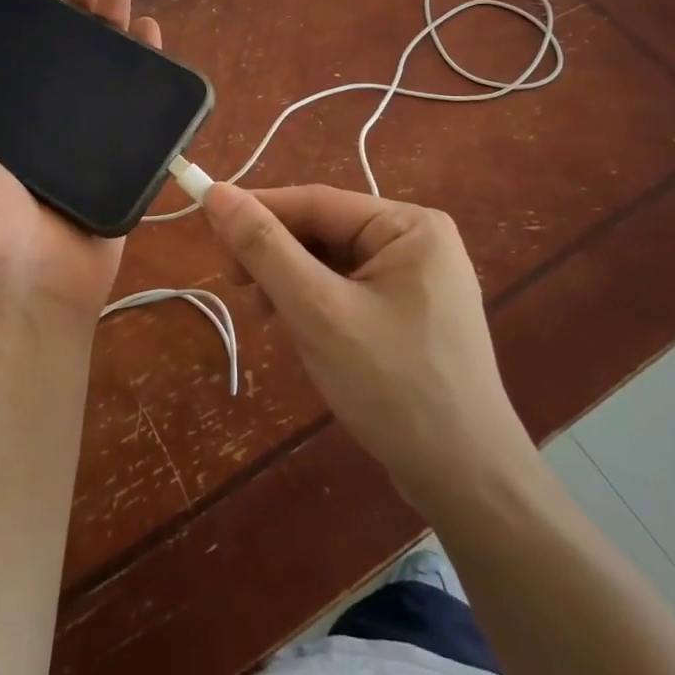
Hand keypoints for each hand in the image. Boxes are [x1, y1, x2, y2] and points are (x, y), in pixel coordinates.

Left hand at [0, 0, 160, 326]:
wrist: (34, 283)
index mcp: (0, 116)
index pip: (15, 50)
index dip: (30, 15)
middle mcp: (42, 119)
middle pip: (66, 50)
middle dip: (80, 10)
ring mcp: (86, 134)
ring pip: (104, 67)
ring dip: (113, 25)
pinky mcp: (121, 151)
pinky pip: (139, 102)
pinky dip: (147, 64)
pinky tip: (150, 32)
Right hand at [202, 183, 538, 511]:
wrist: (467, 481)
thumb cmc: (393, 386)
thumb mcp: (318, 311)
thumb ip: (265, 249)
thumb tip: (216, 193)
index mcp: (409, 224)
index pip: (316, 201)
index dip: (257, 209)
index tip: (207, 226)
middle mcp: (417, 240)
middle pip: (325, 230)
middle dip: (276, 255)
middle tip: (235, 286)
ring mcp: (418, 279)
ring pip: (332, 262)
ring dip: (291, 282)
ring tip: (266, 316)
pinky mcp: (410, 313)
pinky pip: (349, 289)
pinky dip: (315, 303)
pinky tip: (299, 331)